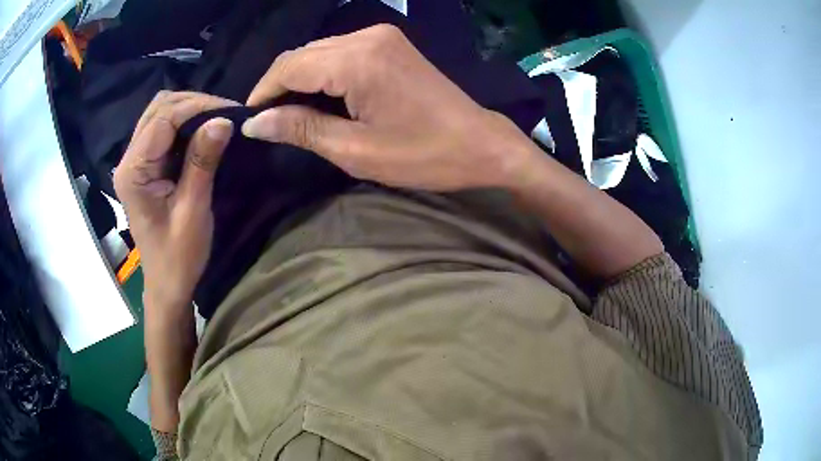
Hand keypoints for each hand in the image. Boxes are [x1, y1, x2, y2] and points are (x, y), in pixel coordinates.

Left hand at [113, 91, 237, 310]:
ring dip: (189, 110)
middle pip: (158, 107)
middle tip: (225, 114)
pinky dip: (184, 123)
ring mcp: (135, 162)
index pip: (163, 118)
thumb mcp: (193, 210)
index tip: (231, 112)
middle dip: (193, 103)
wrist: (167, 283)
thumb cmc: (178, 255)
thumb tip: (223, 120)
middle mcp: (128, 160)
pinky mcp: (144, 166)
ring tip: (216, 120)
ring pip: (160, 113)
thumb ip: (202, 162)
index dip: (197, 107)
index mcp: (134, 172)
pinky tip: (202, 131)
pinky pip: (162, 129)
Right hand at [242, 24, 531, 191]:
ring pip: (319, 51)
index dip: (263, 92)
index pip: (288, 66)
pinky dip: (323, 72)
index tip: (251, 119)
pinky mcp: (391, 43)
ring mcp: (381, 36)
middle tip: (270, 122)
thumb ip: (301, 129)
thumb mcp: (355, 150)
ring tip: (292, 114)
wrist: (480, 143)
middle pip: (302, 54)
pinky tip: (321, 97)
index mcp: (356, 60)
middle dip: (279, 85)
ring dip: (300, 79)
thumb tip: (255, 122)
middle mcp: (366, 36)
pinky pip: (341, 52)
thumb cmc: (423, 154)